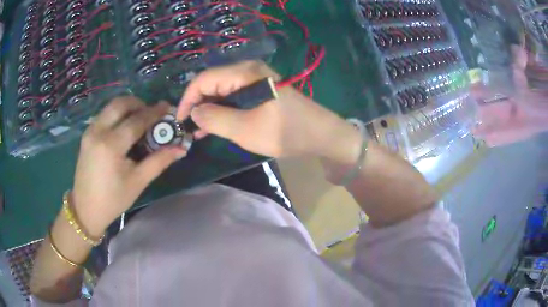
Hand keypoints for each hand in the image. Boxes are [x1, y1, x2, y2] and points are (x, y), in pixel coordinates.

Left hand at [72, 97, 186, 235]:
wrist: (85, 209)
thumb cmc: (113, 199)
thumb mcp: (138, 182)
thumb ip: (159, 161)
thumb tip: (180, 149)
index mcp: (111, 145)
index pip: (136, 120)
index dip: (154, 113)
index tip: (167, 107)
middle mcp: (98, 131)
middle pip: (120, 104)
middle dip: (138, 103)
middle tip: (151, 113)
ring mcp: (90, 131)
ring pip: (110, 106)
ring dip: (127, 107)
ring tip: (139, 118)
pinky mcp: (86, 135)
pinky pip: (104, 115)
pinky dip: (117, 114)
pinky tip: (123, 128)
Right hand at [177, 60, 359, 160]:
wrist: (321, 135)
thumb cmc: (285, 132)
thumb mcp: (245, 129)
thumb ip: (215, 119)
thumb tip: (194, 112)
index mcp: (244, 73)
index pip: (203, 80)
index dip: (187, 99)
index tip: (180, 121)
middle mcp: (248, 70)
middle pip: (212, 83)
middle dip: (198, 105)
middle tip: (189, 129)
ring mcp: (255, 80)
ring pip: (222, 91)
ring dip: (210, 109)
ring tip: (200, 131)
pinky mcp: (261, 90)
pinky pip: (234, 97)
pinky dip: (223, 110)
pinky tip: (217, 125)